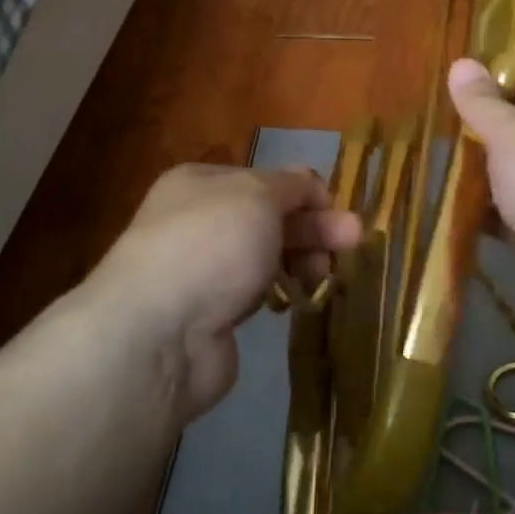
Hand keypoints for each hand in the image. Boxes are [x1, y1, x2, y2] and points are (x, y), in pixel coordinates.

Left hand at [95, 165, 361, 420]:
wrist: (158, 334)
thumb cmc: (211, 245)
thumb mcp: (258, 196)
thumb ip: (291, 186)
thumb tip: (311, 185)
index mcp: (202, 183)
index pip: (266, 179)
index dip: (306, 192)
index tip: (340, 211)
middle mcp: (199, 221)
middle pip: (270, 218)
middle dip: (314, 227)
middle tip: (355, 242)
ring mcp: (203, 269)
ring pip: (266, 256)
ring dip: (303, 260)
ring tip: (328, 276)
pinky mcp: (212, 314)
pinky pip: (256, 292)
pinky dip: (280, 292)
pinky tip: (298, 299)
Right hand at [449, 59, 514, 331]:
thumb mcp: (511, 133)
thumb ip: (482, 103)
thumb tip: (461, 61)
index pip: (512, 96)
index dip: (477, 101)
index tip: (438, 110)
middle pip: (504, 140)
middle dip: (468, 147)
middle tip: (422, 150)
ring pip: (502, 182)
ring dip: (471, 185)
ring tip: (425, 182)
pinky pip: (503, 219)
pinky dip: (480, 220)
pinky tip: (446, 220)